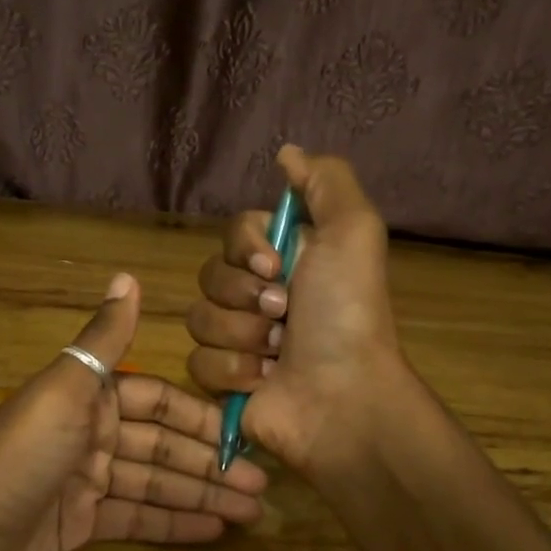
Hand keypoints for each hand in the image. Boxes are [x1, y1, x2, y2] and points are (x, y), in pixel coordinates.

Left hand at [0, 273, 269, 550]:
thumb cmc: (18, 455)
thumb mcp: (65, 389)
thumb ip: (104, 340)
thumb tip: (128, 275)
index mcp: (91, 396)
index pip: (161, 402)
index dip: (203, 418)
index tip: (247, 433)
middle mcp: (94, 433)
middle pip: (164, 446)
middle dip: (212, 464)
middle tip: (263, 484)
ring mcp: (88, 481)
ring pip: (157, 483)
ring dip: (202, 495)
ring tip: (253, 512)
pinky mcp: (82, 523)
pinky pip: (137, 517)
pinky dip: (174, 522)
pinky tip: (214, 529)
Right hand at [186, 147, 410, 477]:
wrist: (342, 396)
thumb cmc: (347, 314)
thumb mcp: (354, 231)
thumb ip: (325, 181)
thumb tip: (286, 153)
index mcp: (287, 260)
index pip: (235, 232)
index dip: (247, 248)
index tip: (276, 265)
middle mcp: (260, 295)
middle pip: (211, 275)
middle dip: (246, 296)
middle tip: (284, 316)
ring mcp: (239, 340)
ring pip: (199, 319)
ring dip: (242, 335)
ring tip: (277, 354)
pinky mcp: (222, 380)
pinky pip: (197, 361)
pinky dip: (232, 371)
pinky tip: (263, 381)